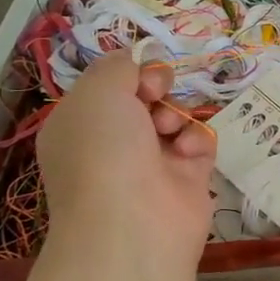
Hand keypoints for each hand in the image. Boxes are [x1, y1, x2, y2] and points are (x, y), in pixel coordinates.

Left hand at [37, 54, 216, 261]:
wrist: (134, 221)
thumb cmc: (104, 150)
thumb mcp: (99, 91)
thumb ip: (120, 65)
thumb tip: (138, 59)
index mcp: (80, 124)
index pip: (110, 85)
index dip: (129, 73)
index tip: (138, 78)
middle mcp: (112, 143)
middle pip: (146, 97)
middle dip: (157, 89)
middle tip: (157, 96)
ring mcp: (151, 162)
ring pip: (175, 117)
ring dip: (178, 114)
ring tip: (171, 130)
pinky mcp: (186, 178)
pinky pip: (199, 143)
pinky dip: (197, 141)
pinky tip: (188, 152)